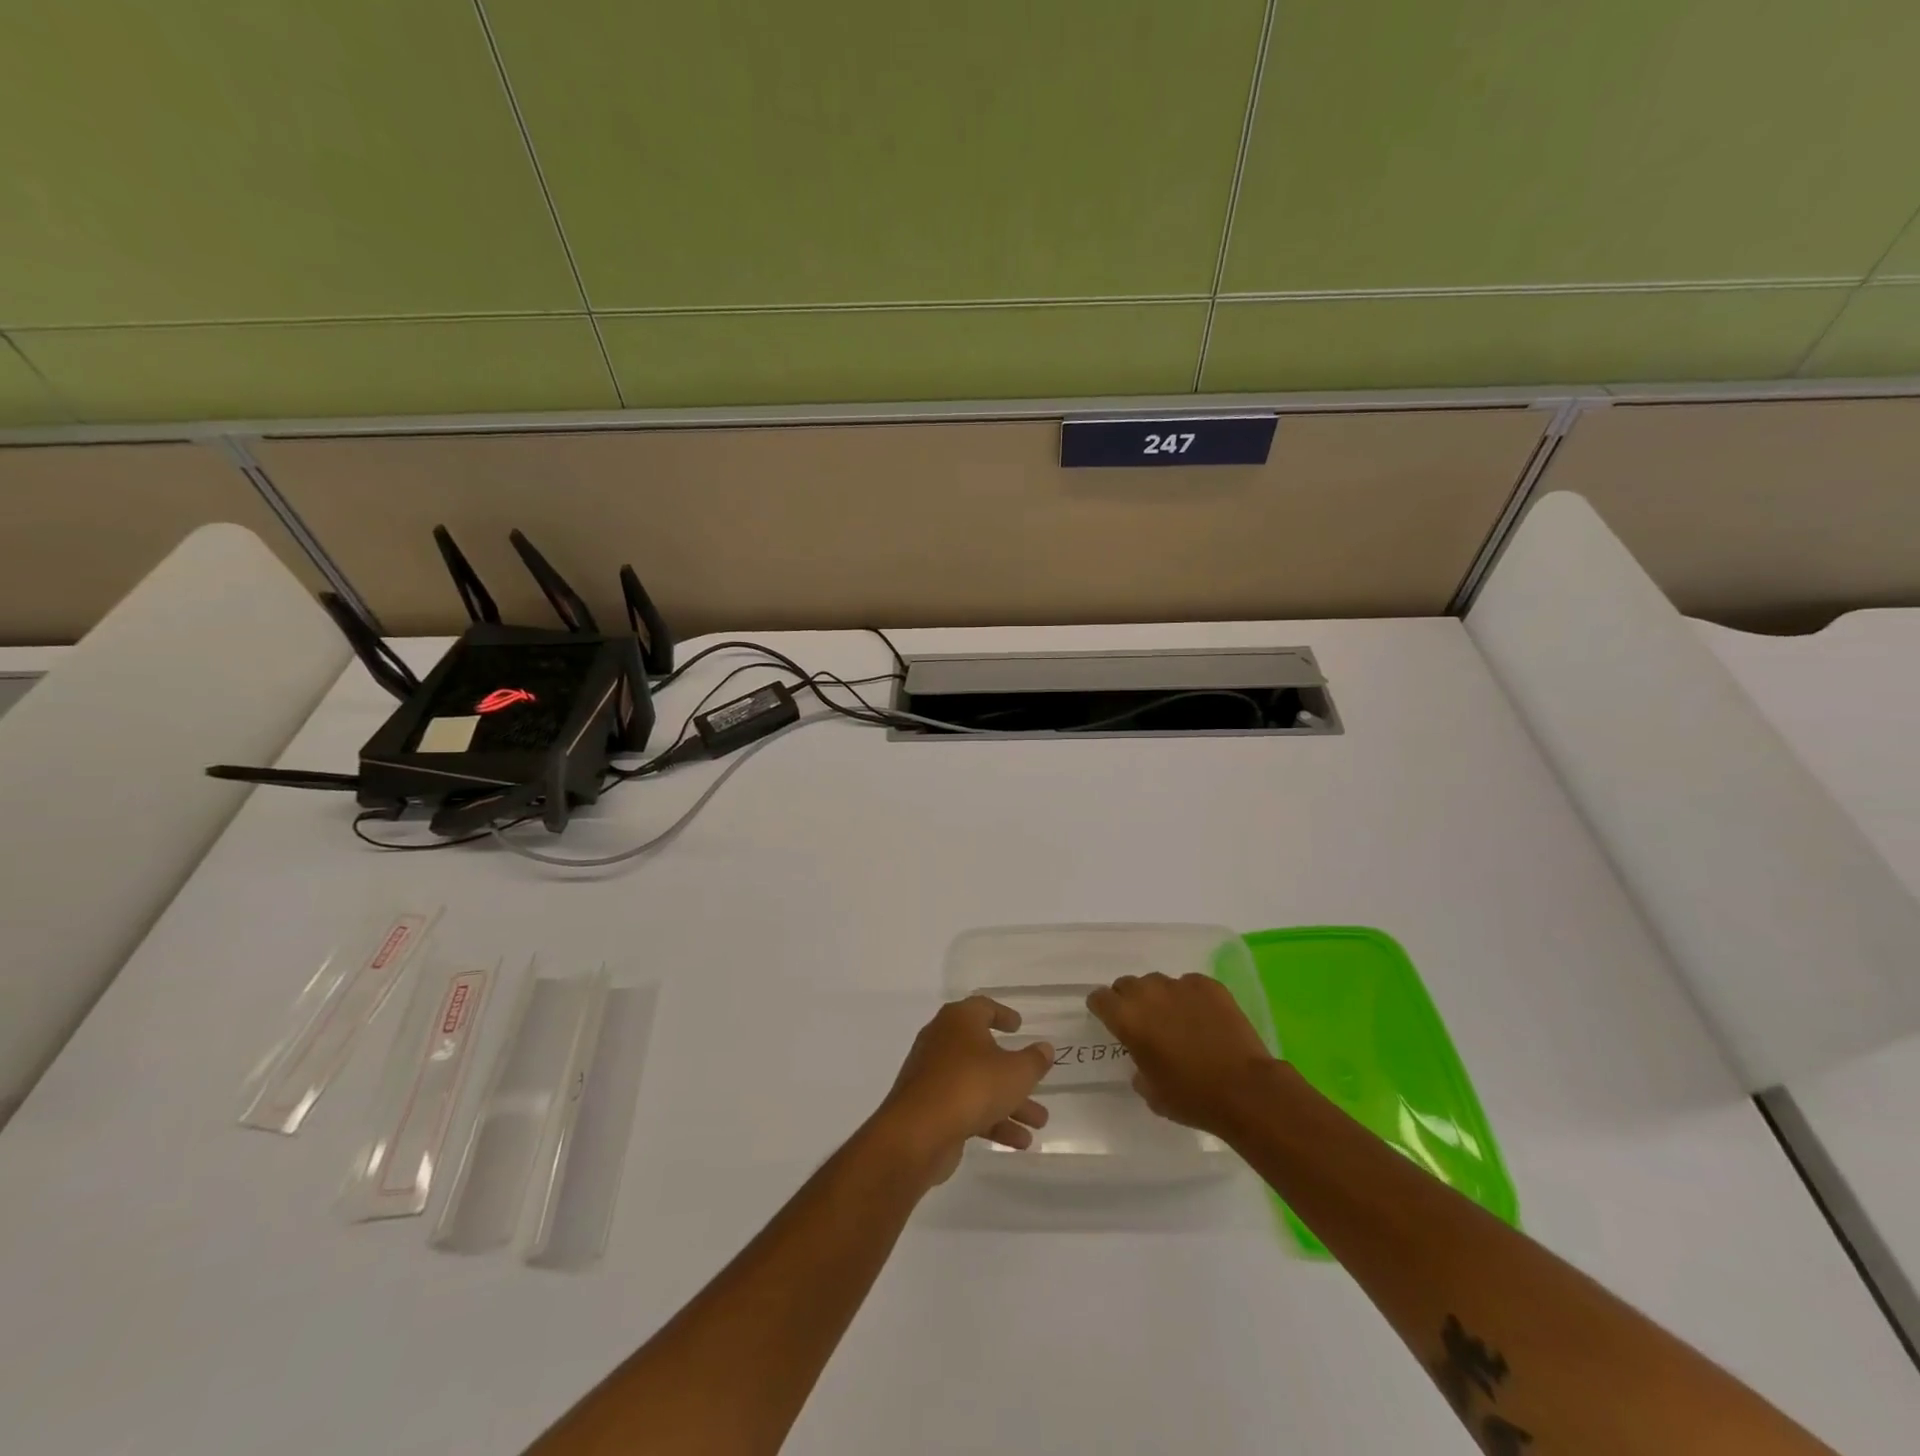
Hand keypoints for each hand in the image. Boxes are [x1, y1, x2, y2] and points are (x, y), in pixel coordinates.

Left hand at [869, 996, 1051, 1186]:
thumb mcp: (1016, 1072)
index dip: (1002, 1014)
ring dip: (1009, 1102)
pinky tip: (1019, 1142)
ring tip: (1039, 1123)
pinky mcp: (929, 1106)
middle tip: (1037, 1083)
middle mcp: (942, 1041)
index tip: (1018, 1026)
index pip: (982, 1007)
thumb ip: (1034, 1060)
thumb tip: (1044, 1048)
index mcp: (959, 1021)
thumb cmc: (972, 1086)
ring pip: (977, 1083)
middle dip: (1014, 1072)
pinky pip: (966, 1107)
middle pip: (983, 1052)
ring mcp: (933, 1075)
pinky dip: (991, 1119)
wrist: (919, 1132)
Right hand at [1087, 973, 1277, 1137]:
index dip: (1102, 1008)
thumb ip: (1138, 1067)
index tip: (1109, 1019)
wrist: (1245, 1090)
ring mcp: (1180, 985)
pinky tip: (1203, 1019)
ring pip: (1158, 982)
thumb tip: (1143, 1058)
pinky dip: (1190, 998)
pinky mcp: (1208, 985)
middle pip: (1127, 985)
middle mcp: (1148, 993)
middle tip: (1144, 1022)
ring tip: (1176, 1020)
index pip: (1099, 998)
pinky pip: (1189, 984)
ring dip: (1159, 997)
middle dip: (1130, 1000)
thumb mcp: (1151, 1092)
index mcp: (1127, 1018)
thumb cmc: (1191, 1097)